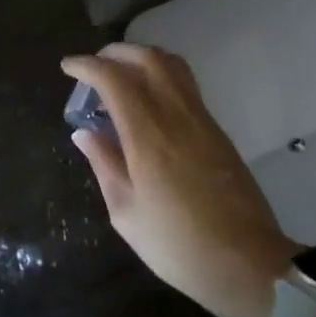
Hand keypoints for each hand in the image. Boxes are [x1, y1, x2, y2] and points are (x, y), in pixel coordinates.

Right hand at [61, 44, 295, 316]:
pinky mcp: (217, 130)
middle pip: (147, 58)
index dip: (87, 66)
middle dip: (115, 53)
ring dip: (142, 58)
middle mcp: (176, 115)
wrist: (248, 263)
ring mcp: (201, 119)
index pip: (114, 79)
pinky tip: (149, 99)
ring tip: (121, 74)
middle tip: (94, 66)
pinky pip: (186, 84)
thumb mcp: (126, 214)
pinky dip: (161, 75)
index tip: (68, 67)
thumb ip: (104, 165)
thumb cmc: (178, 245)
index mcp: (147, 135)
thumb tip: (85, 133)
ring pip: (172, 65)